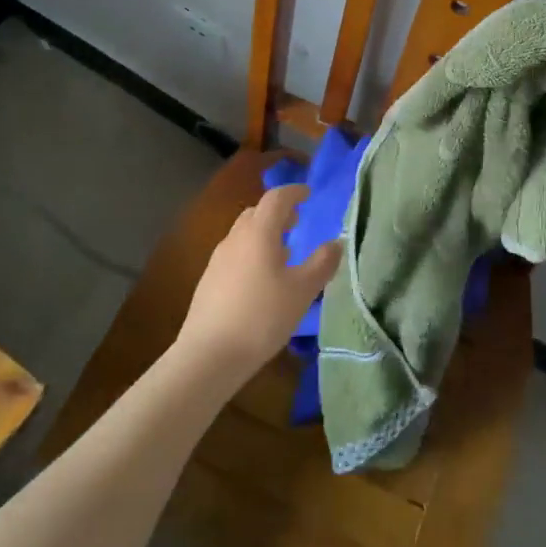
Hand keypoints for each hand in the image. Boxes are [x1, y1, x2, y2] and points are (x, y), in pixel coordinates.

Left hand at [174, 183, 341, 386]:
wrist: (209, 355)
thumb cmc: (262, 316)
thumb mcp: (302, 291)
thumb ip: (322, 263)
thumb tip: (336, 242)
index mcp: (259, 232)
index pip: (276, 198)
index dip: (294, 192)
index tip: (308, 193)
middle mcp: (236, 238)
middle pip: (257, 212)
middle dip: (278, 212)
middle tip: (297, 222)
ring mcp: (218, 258)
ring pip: (244, 233)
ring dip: (264, 233)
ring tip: (283, 251)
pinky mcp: (209, 280)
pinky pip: (235, 253)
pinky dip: (252, 252)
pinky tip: (261, 278)